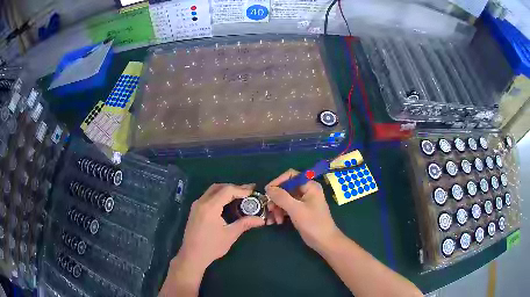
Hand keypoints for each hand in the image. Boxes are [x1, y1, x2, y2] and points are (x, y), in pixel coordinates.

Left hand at [178, 183, 264, 270]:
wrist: (192, 255)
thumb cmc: (211, 246)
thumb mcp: (230, 235)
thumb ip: (245, 223)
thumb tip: (261, 220)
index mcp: (210, 207)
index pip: (227, 190)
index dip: (241, 189)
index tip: (253, 192)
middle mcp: (201, 201)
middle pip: (219, 187)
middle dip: (234, 188)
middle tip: (248, 192)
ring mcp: (196, 205)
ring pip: (212, 190)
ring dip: (226, 190)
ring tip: (240, 196)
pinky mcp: (195, 209)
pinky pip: (208, 196)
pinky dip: (219, 196)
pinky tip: (227, 203)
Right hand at [265, 169, 340, 251]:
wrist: (324, 241)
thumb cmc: (313, 223)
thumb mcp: (296, 209)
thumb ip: (282, 197)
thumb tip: (269, 188)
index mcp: (309, 186)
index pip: (291, 176)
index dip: (278, 181)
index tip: (267, 191)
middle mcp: (306, 191)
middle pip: (286, 188)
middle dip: (276, 199)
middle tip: (269, 209)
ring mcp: (303, 201)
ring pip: (284, 199)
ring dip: (277, 208)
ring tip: (273, 219)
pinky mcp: (300, 211)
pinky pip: (287, 207)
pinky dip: (280, 213)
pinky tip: (276, 222)